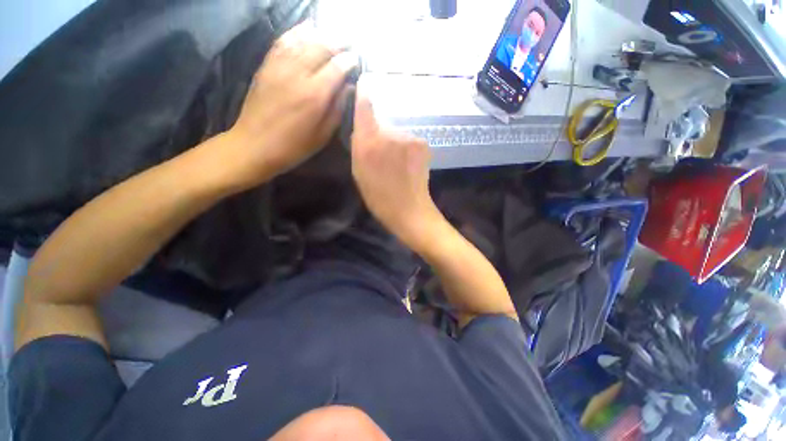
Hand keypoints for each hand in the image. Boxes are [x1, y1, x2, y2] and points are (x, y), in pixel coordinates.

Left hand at [227, 23, 356, 185]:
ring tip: (333, 34)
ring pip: (302, 40)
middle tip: (349, 42)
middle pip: (321, 47)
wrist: (255, 145)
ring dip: (320, 34)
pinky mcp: (266, 66)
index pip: (336, 67)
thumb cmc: (294, 146)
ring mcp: (279, 67)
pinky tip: (306, 28)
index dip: (349, 61)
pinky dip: (296, 32)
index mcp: (315, 95)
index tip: (356, 59)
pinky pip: (282, 42)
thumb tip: (348, 88)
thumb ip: (337, 109)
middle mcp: (298, 74)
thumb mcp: (322, 135)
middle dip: (338, 42)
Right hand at [351, 85, 439, 250]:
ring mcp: (409, 137)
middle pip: (382, 122)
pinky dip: (406, 148)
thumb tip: (362, 127)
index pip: (366, 106)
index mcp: (369, 143)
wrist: (410, 211)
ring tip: (397, 164)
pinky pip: (409, 139)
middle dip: (379, 133)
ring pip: (397, 132)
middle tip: (381, 154)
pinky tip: (408, 164)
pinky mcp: (423, 143)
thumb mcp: (359, 173)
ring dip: (394, 143)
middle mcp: (390, 134)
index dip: (364, 92)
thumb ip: (358, 145)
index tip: (364, 81)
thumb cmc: (380, 198)